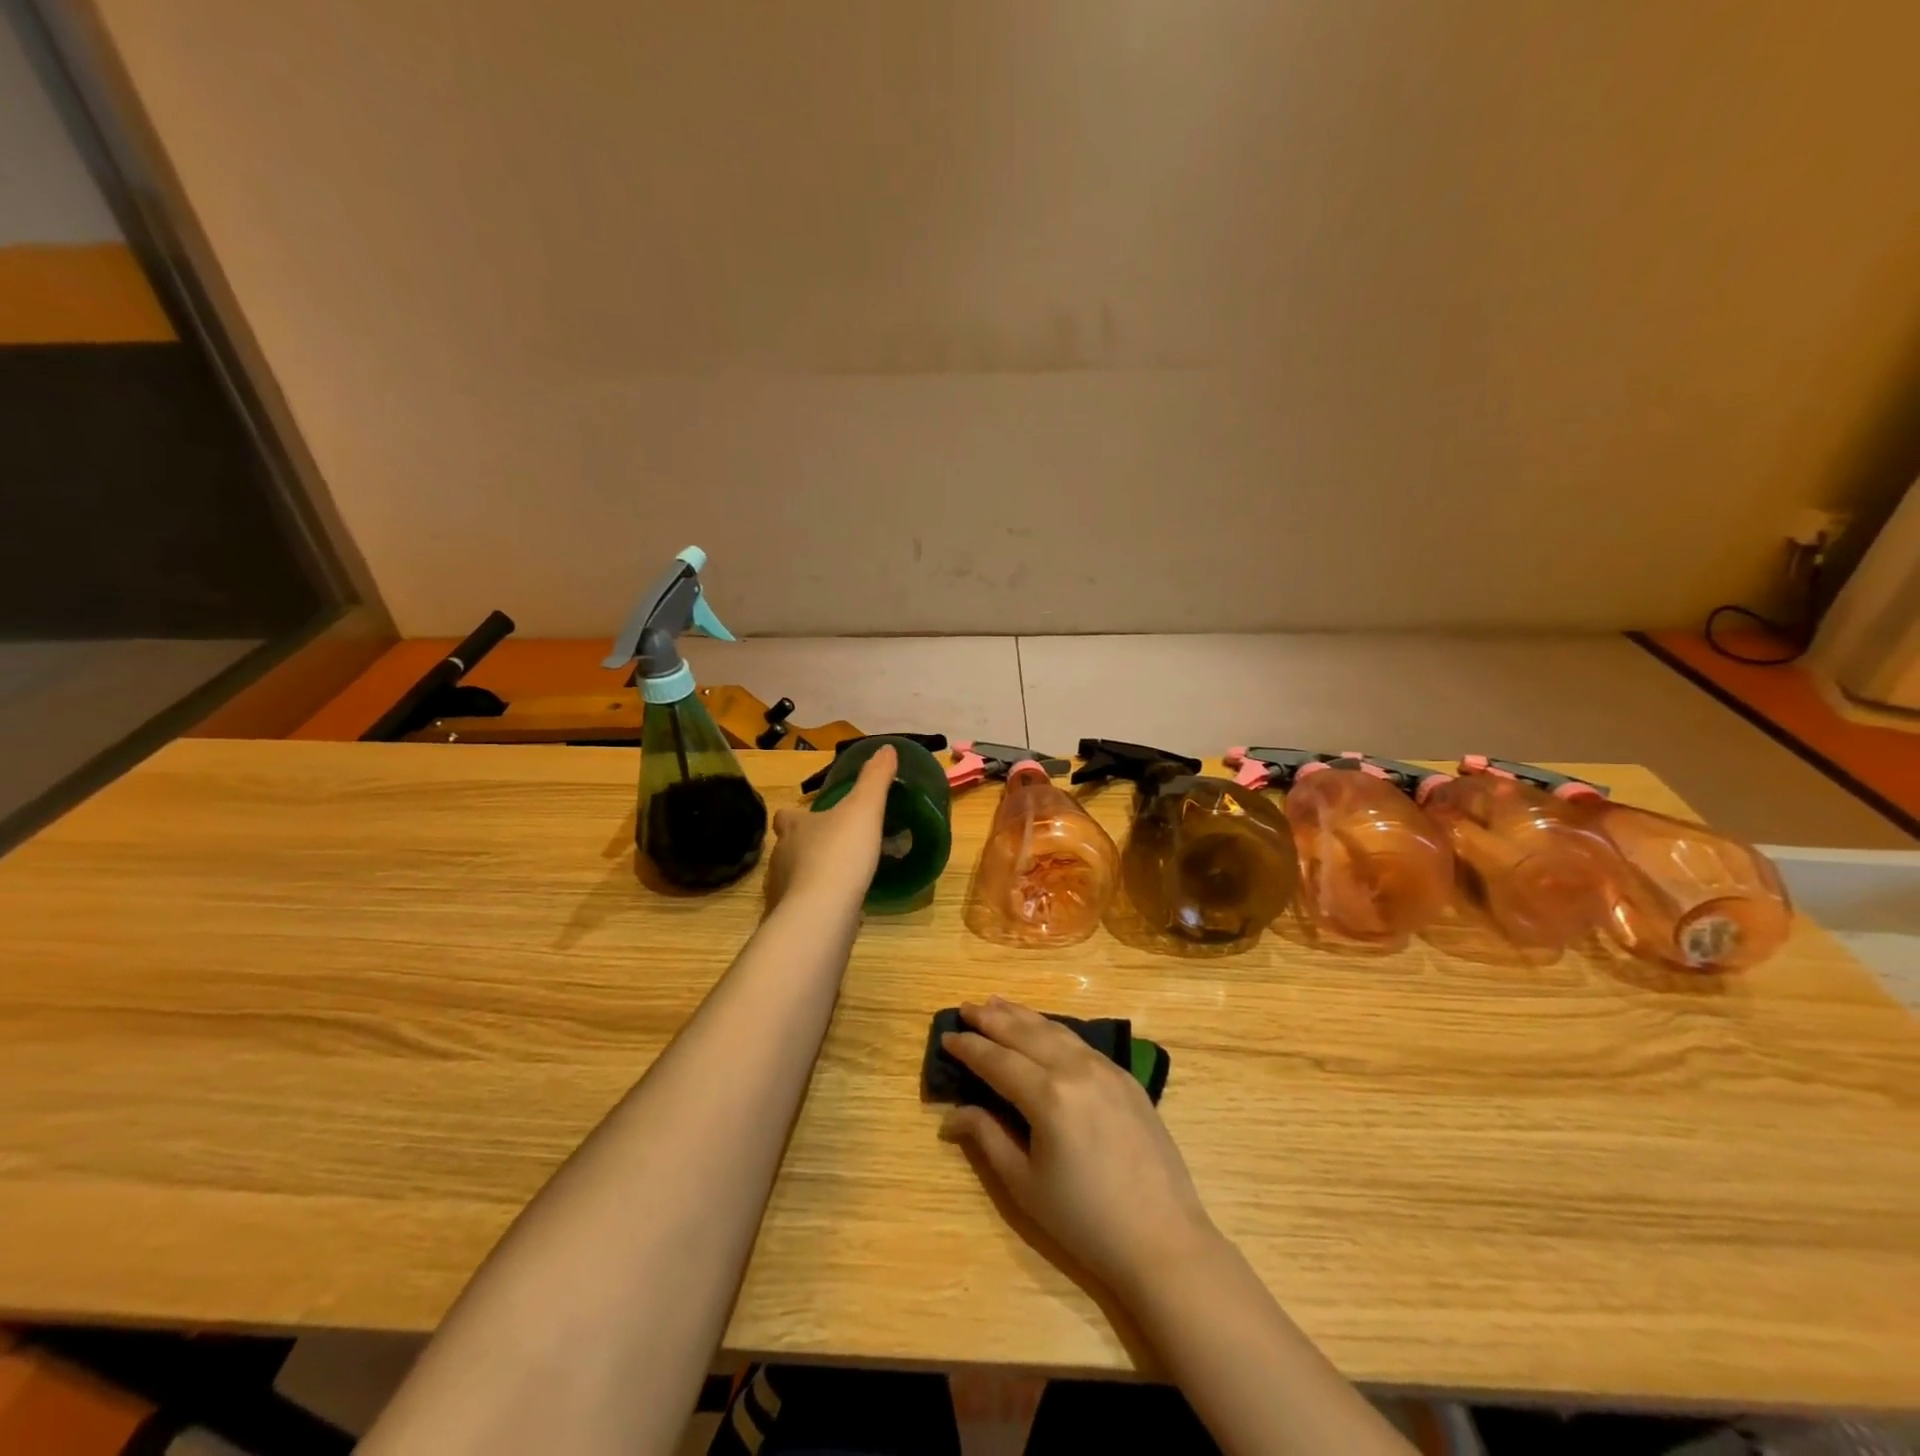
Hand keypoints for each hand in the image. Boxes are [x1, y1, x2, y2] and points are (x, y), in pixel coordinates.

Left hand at [764, 745, 895, 911]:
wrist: (821, 913)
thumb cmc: (840, 854)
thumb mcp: (864, 809)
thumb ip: (875, 780)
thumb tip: (887, 748)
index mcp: (795, 828)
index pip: (786, 816)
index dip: (797, 815)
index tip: (812, 816)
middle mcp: (781, 857)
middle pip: (788, 847)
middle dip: (805, 846)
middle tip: (832, 848)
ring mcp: (782, 892)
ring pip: (794, 878)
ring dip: (811, 877)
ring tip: (839, 880)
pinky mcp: (791, 921)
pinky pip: (803, 908)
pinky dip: (817, 905)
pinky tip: (838, 909)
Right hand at [939, 997, 1218, 1296]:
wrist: (1163, 1239)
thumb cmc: (1085, 1220)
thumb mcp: (1025, 1185)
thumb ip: (987, 1138)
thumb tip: (952, 1115)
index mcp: (1048, 1095)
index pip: (997, 1060)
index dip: (969, 1048)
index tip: (946, 1036)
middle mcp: (1076, 1069)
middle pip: (1025, 1033)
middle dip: (992, 1019)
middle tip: (965, 1007)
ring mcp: (1106, 1068)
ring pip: (1054, 1030)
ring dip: (1022, 1015)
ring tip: (996, 1003)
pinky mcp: (1126, 1077)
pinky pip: (1080, 1041)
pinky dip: (1053, 1029)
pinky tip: (1042, 1029)